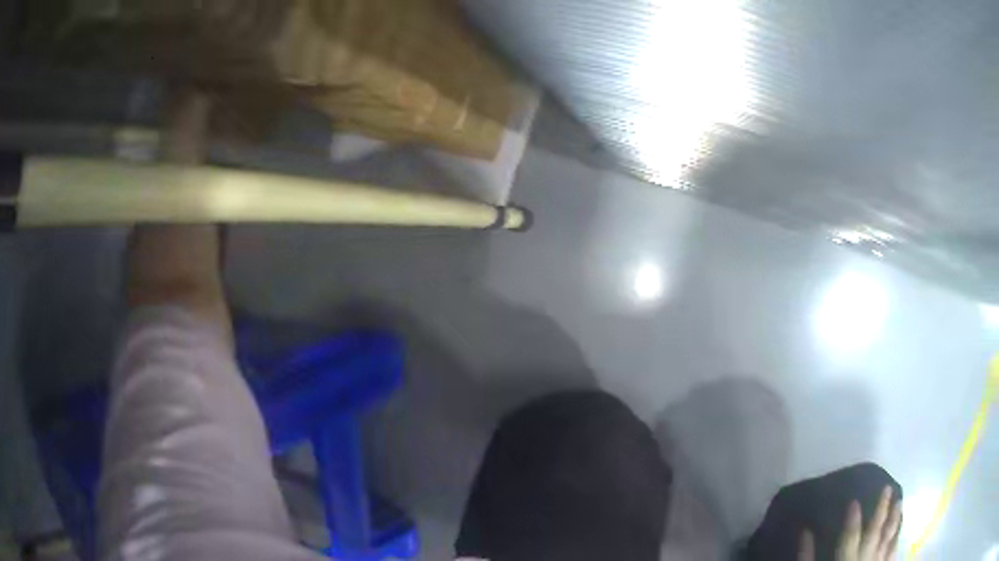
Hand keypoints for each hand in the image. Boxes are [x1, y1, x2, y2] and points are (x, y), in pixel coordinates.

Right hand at [799, 486, 902, 560]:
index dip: (851, 521)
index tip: (853, 500)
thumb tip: (804, 532)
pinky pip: (893, 551)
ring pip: (888, 539)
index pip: (849, 539)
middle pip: (874, 533)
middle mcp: (865, 560)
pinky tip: (900, 525)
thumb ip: (806, 558)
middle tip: (887, 488)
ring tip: (899, 501)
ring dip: (894, 520)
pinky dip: (897, 537)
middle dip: (881, 510)